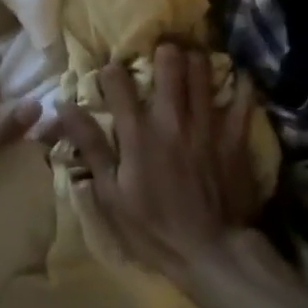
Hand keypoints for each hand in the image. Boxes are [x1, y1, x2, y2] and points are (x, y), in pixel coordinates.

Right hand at [54, 42, 264, 279]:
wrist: (213, 254)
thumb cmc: (154, 228)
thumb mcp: (111, 194)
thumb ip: (91, 146)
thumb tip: (64, 106)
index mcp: (138, 132)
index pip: (118, 82)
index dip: (111, 72)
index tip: (111, 77)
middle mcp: (172, 119)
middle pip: (169, 63)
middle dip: (162, 52)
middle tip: (160, 56)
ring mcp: (206, 125)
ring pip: (203, 72)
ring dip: (195, 62)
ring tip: (191, 62)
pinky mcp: (235, 138)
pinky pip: (242, 100)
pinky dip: (241, 86)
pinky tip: (237, 80)